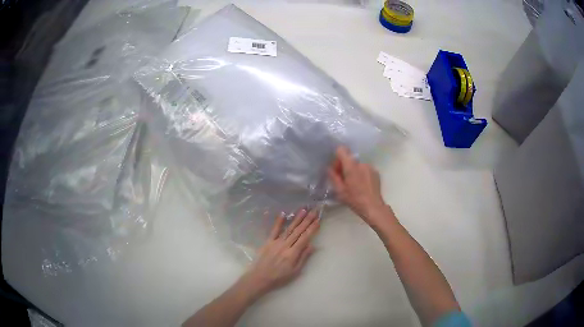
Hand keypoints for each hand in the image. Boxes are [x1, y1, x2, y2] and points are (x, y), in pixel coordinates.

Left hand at [242, 209, 319, 297]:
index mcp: (293, 253)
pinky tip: (283, 214)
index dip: (312, 228)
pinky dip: (278, 222)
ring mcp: (276, 242)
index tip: (318, 220)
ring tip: (304, 210)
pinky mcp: (268, 242)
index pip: (305, 238)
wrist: (260, 277)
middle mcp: (285, 245)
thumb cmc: (280, 277)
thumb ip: (303, 257)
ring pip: (289, 228)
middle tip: (314, 211)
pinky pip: (274, 230)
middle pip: (298, 231)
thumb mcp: (295, 271)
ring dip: (297, 219)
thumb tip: (312, 245)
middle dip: (307, 220)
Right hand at [327, 146, 390, 224]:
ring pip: (357, 165)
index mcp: (351, 166)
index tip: (337, 169)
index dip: (337, 157)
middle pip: (349, 159)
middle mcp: (361, 163)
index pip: (342, 150)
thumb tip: (329, 168)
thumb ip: (333, 177)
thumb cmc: (355, 199)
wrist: (373, 206)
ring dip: (353, 171)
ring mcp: (370, 167)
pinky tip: (362, 186)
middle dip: (344, 167)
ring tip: (354, 185)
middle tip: (343, 180)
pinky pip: (365, 169)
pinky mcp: (376, 172)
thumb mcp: (340, 190)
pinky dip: (361, 174)